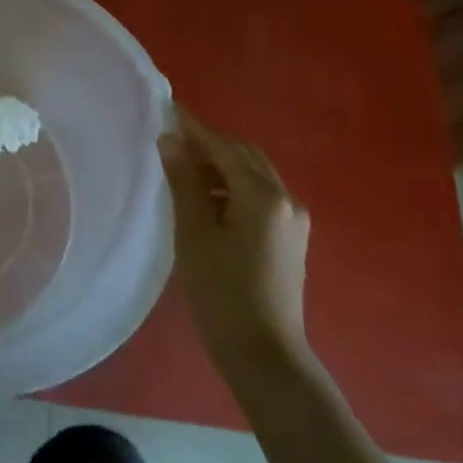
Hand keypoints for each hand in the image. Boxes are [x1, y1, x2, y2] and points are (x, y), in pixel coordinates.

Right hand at [158, 107, 310, 365]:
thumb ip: (183, 182)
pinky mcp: (292, 237)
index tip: (167, 108)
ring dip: (222, 165)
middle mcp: (285, 198)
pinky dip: (235, 186)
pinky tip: (209, 200)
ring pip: (254, 174)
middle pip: (244, 155)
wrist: (265, 354)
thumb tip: (170, 140)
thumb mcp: (194, 234)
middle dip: (209, 144)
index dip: (193, 128)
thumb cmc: (222, 293)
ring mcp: (294, 218)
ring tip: (184, 171)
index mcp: (262, 195)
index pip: (222, 147)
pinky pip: (262, 195)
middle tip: (172, 141)